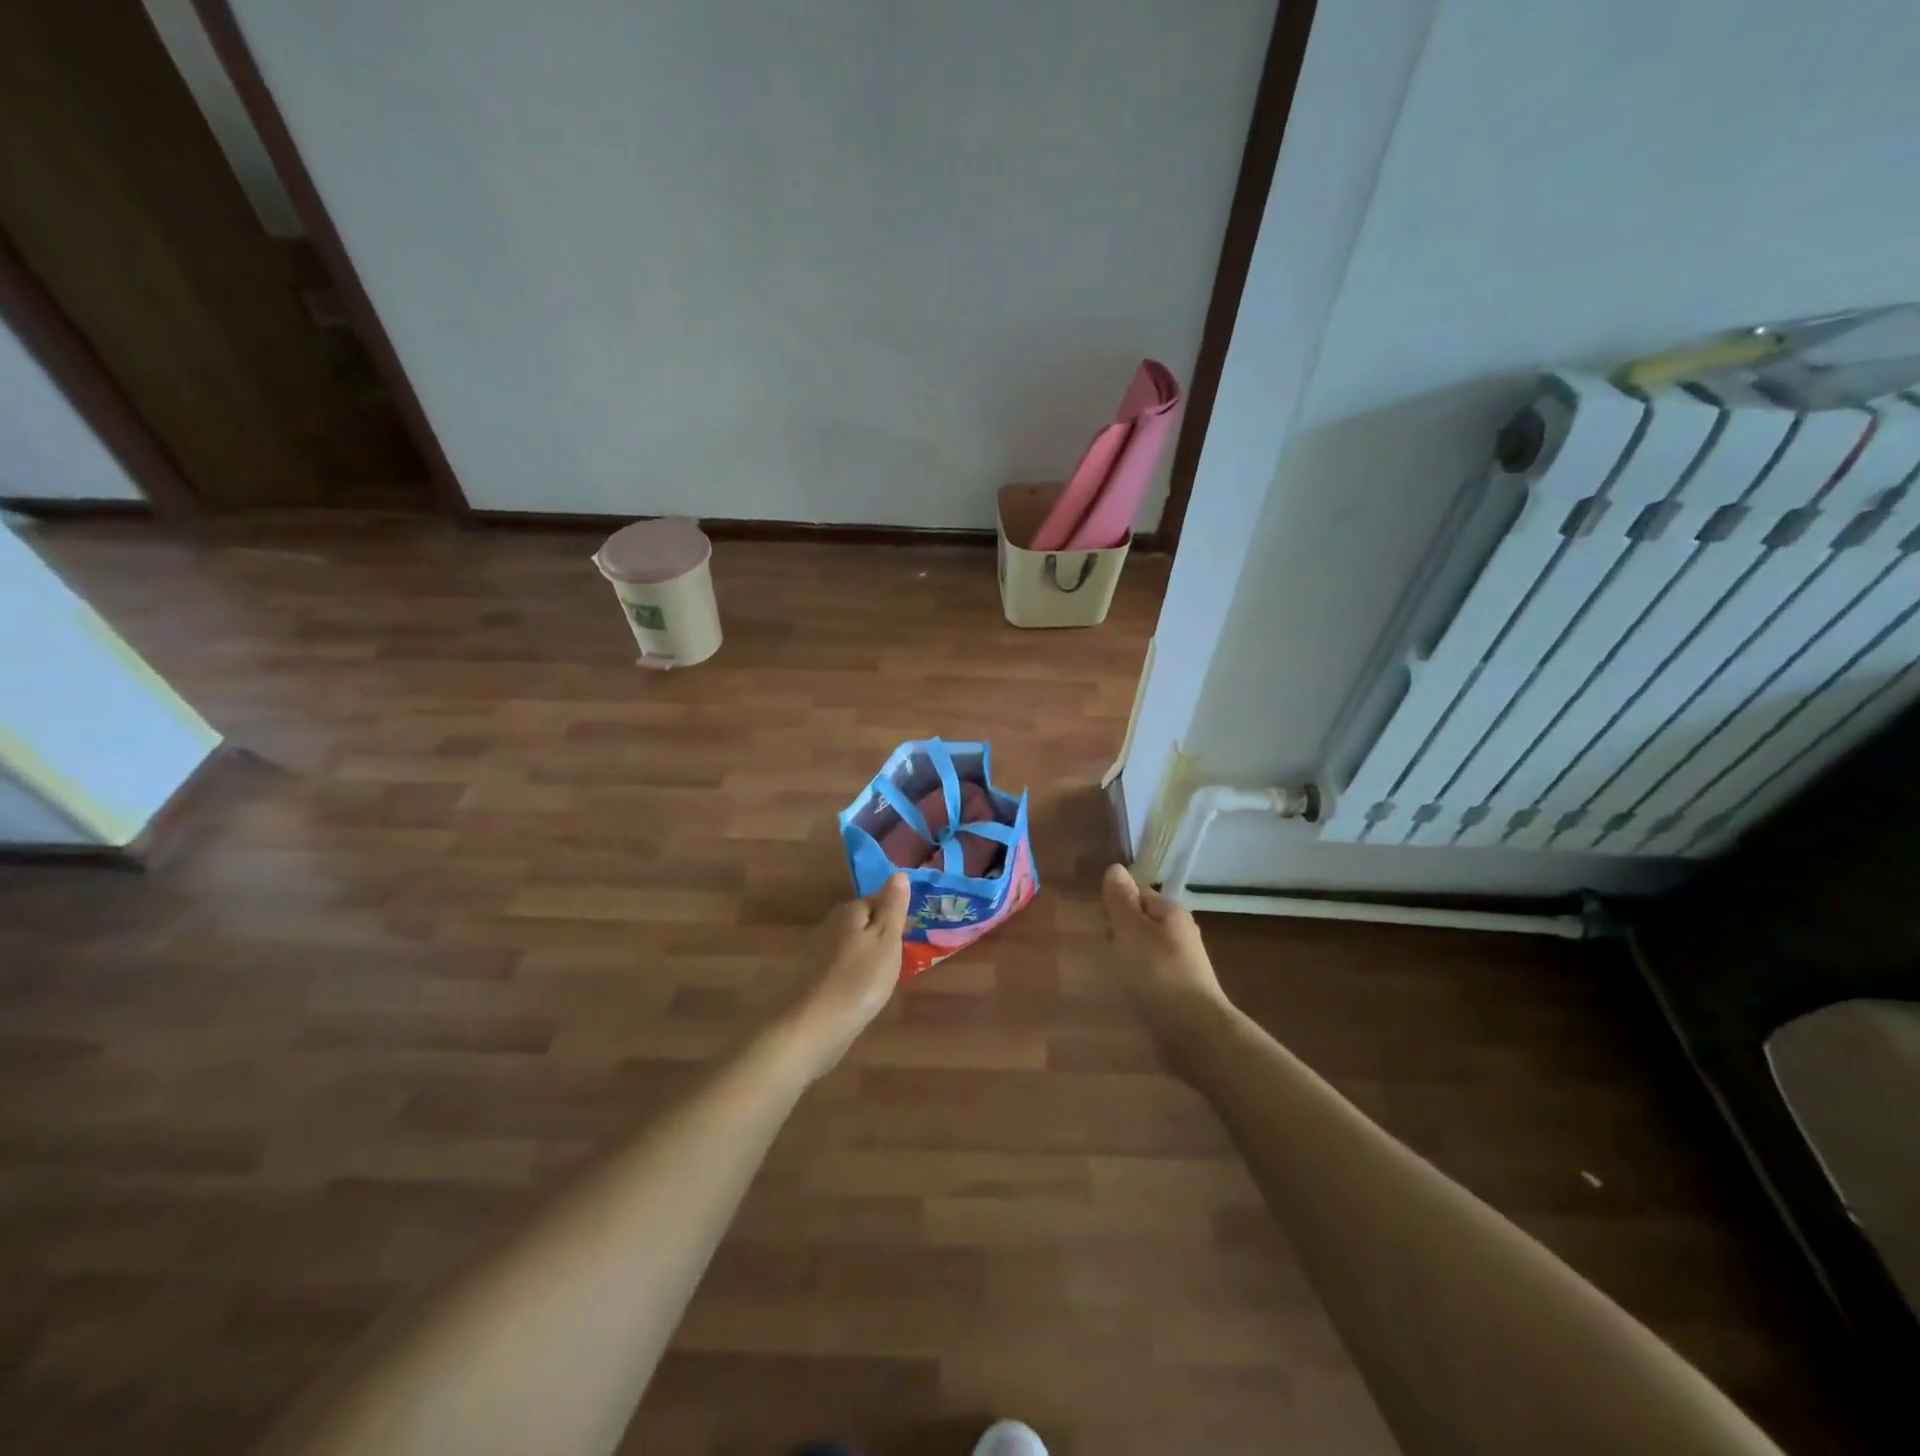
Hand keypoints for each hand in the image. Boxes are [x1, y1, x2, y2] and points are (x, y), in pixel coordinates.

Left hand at [780, 873, 910, 1080]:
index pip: (877, 900)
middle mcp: (830, 925)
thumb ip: (893, 906)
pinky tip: (862, 993)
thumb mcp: (886, 939)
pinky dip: (854, 976)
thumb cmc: (860, 979)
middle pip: (863, 922)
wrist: (815, 1026)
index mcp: (849, 911)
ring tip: (884, 978)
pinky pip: (842, 967)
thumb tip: (898, 873)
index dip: (895, 915)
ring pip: (852, 946)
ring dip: (867, 957)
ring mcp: (817, 953)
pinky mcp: (812, 979)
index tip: (909, 936)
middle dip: (880, 936)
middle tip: (900, 959)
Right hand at [1101, 863, 1226, 1040]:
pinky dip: (1138, 975)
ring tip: (1110, 967)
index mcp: (1171, 912)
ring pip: (1147, 947)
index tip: (1098, 919)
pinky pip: (1153, 972)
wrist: (1192, 1030)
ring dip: (1129, 953)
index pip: (1139, 893)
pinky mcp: (1181, 989)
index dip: (1116, 902)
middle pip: (1143, 920)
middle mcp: (1181, 932)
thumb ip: (1121, 900)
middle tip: (1102, 944)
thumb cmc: (1157, 972)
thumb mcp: (1131, 930)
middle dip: (1121, 928)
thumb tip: (1116, 868)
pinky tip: (1127, 988)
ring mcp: (1184, 963)